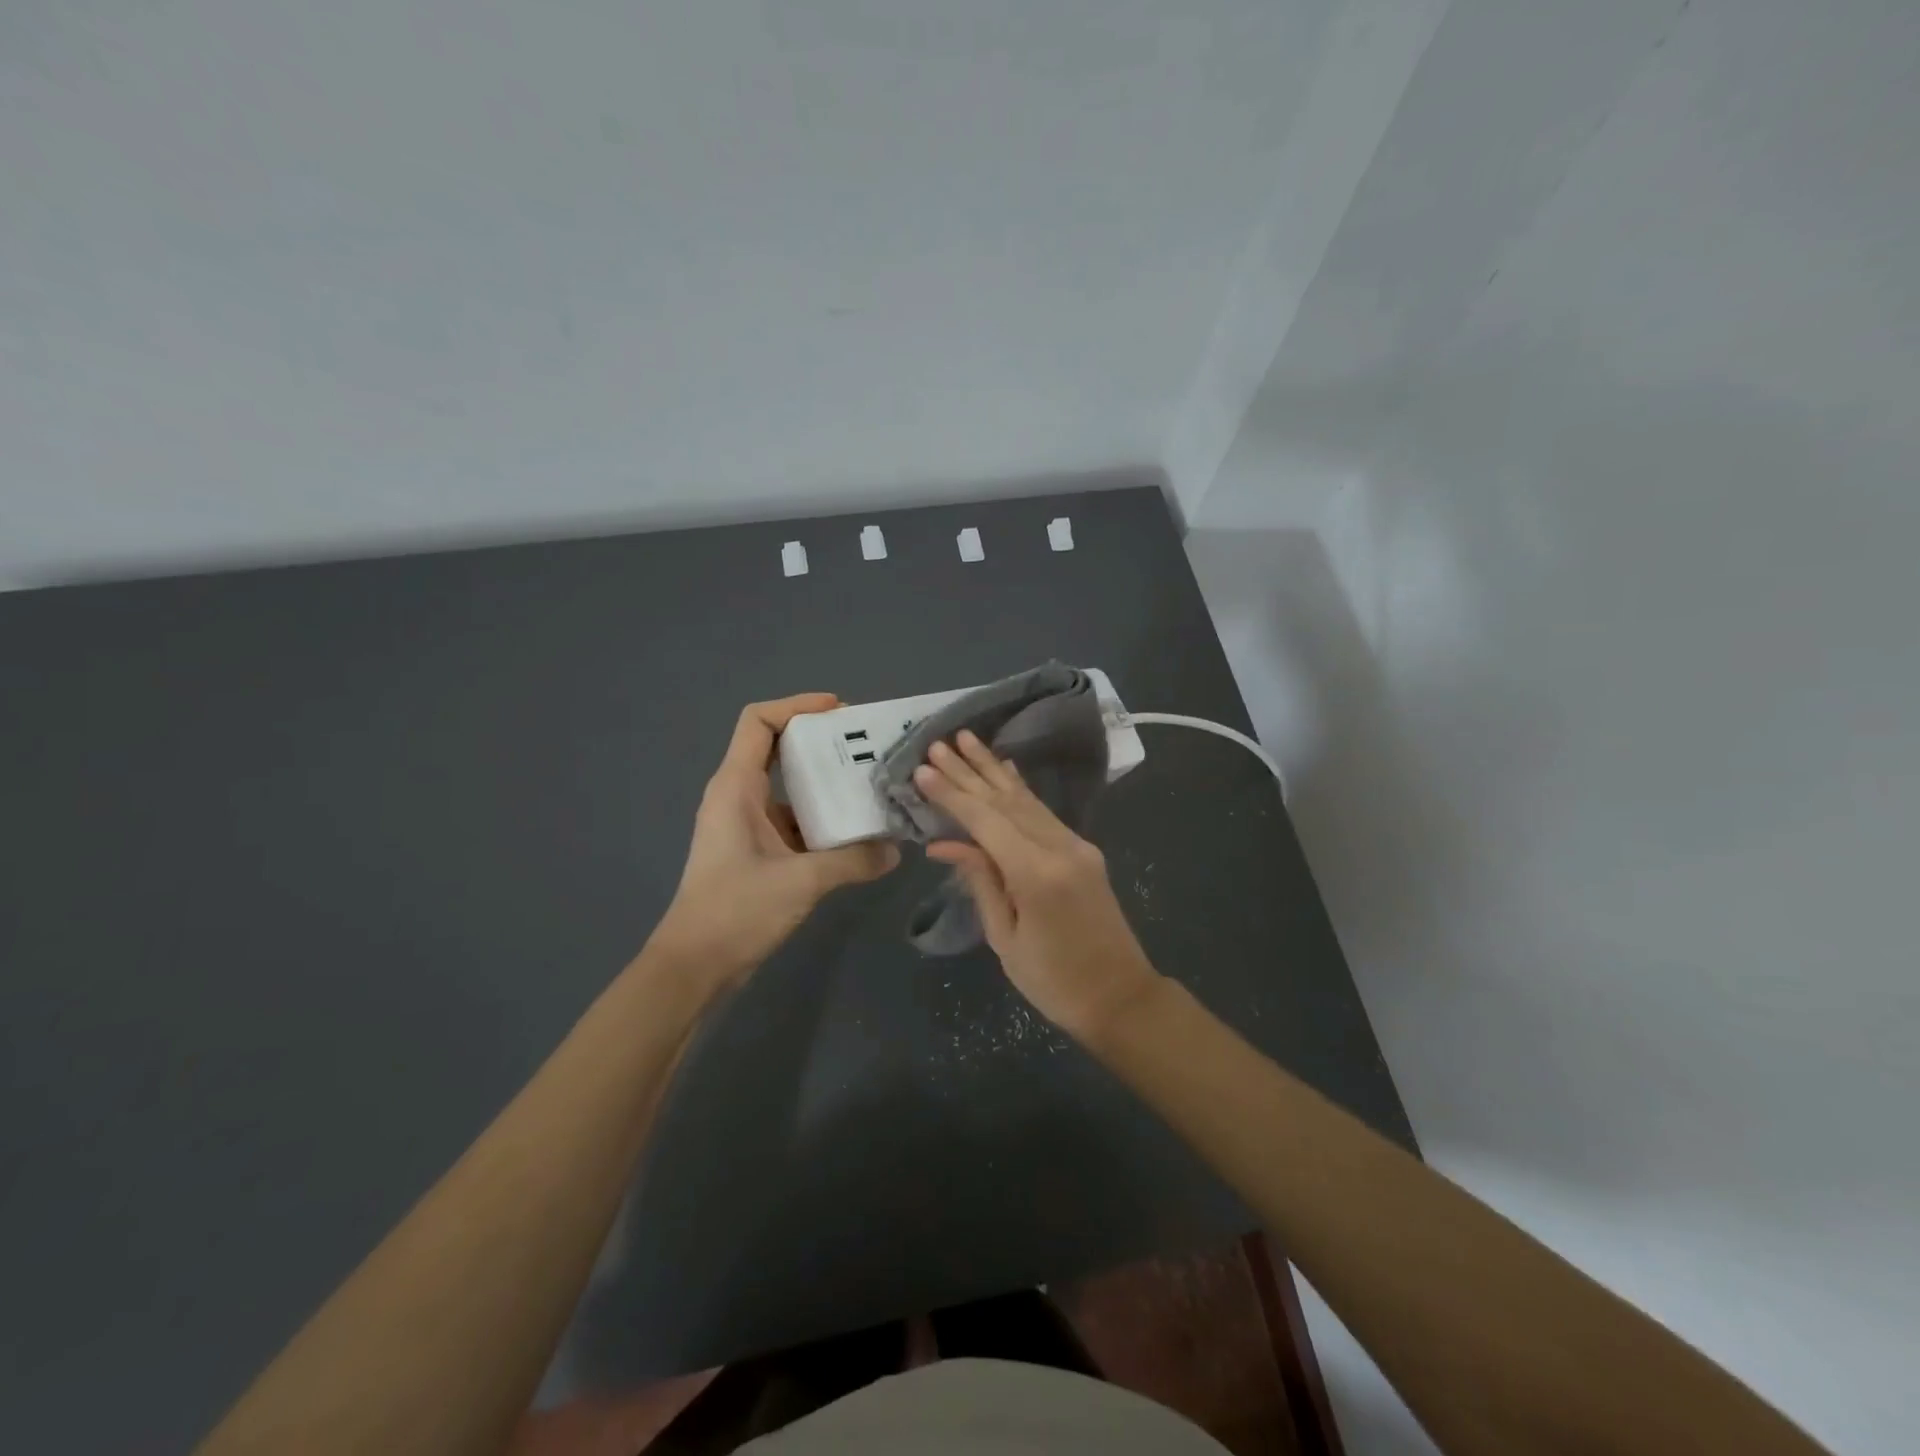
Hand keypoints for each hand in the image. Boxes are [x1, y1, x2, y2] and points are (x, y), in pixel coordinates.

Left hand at [655, 694, 898, 982]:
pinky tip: (857, 831)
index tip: (840, 711)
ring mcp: (747, 825)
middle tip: (868, 747)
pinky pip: (793, 820)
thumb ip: (853, 861)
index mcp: (736, 787)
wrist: (694, 967)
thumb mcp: (801, 882)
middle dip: (821, 742)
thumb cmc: (735, 911)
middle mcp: (738, 797)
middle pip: (777, 748)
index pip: (758, 722)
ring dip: (826, 783)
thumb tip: (896, 850)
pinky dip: (823, 819)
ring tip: (872, 785)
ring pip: (789, 787)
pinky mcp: (757, 851)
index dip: (797, 706)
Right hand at [915, 731, 1162, 1041]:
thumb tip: (945, 843)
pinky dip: (1020, 789)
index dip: (952, 794)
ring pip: (1027, 799)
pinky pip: (1044, 812)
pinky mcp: (1083, 850)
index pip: (985, 821)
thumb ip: (980, 880)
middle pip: (1006, 800)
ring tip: (967, 740)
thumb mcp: (1004, 937)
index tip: (923, 770)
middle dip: (969, 771)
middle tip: (938, 744)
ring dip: (993, 770)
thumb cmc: (1053, 980)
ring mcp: (1077, 845)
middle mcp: (1060, 847)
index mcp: (1036, 873)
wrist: (1120, 996)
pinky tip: (1006, 768)